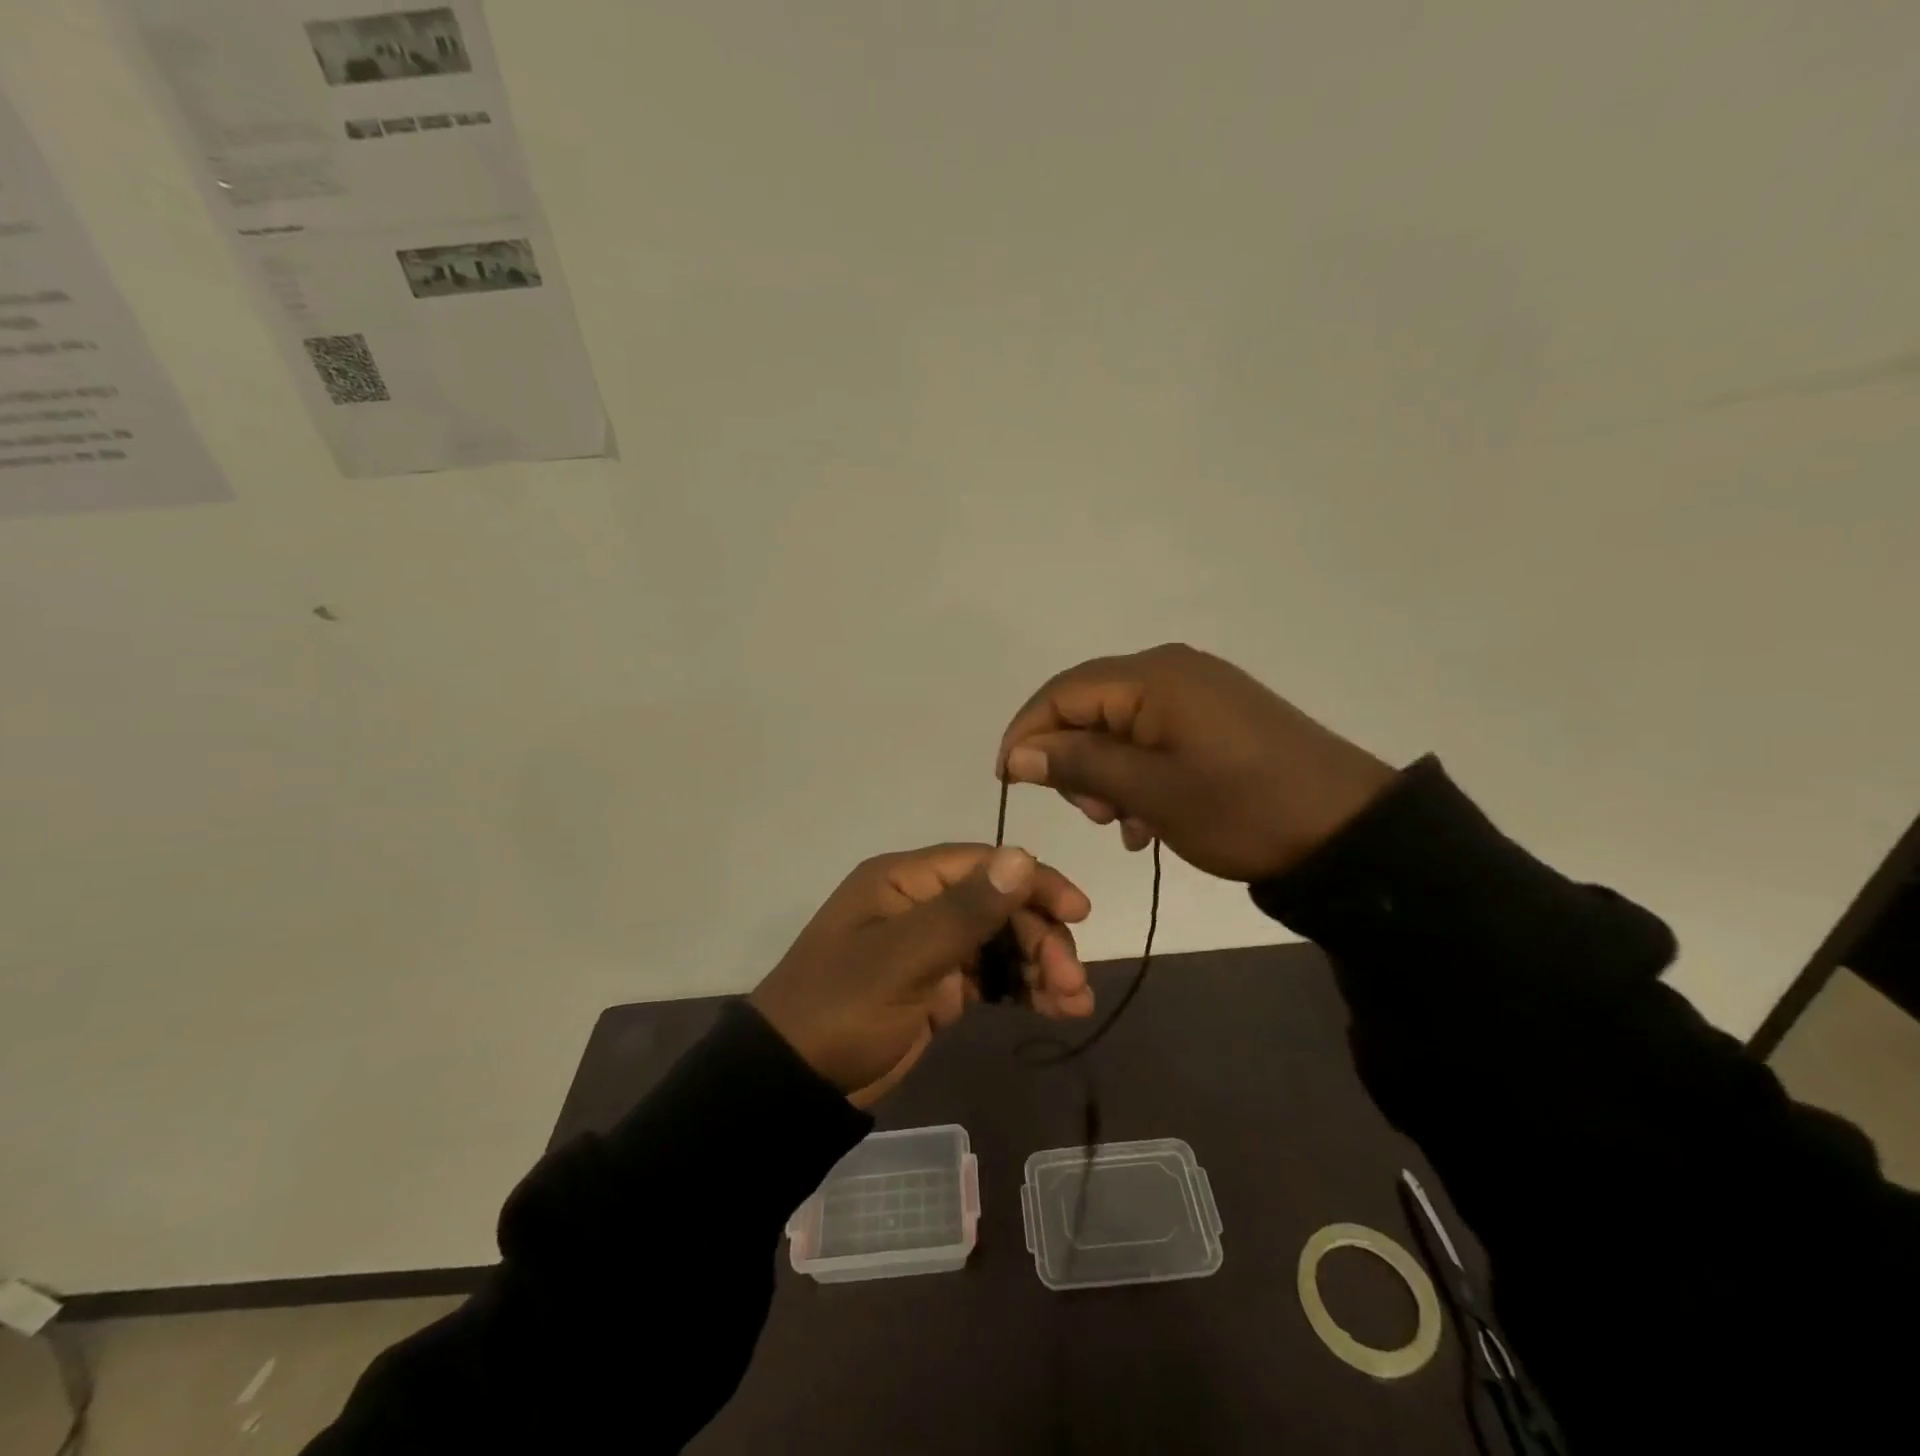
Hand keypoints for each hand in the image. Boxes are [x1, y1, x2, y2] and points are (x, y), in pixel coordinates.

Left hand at [749, 843, 1092, 1106]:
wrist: (793, 1084)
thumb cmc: (841, 1010)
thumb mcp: (902, 960)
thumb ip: (964, 912)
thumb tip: (1022, 857)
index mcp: (904, 881)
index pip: (983, 864)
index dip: (1034, 882)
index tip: (1079, 912)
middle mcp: (920, 904)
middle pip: (999, 904)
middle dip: (1041, 937)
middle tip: (1072, 982)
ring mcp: (930, 946)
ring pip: (1001, 941)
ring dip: (1040, 965)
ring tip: (1073, 1004)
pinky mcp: (937, 986)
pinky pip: (990, 976)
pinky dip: (1021, 988)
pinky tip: (1053, 1009)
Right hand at [998, 643, 1395, 882]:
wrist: (1349, 831)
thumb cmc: (1242, 809)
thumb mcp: (1151, 793)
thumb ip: (1079, 765)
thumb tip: (1018, 753)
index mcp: (1152, 677)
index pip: (1061, 693)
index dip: (1026, 734)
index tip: (1008, 782)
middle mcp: (1171, 670)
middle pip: (1089, 706)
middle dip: (1072, 760)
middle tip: (1091, 814)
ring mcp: (1198, 692)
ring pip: (1119, 726)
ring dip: (1106, 774)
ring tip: (1122, 823)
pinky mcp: (1217, 717)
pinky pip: (1154, 737)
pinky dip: (1138, 775)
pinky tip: (1147, 819)